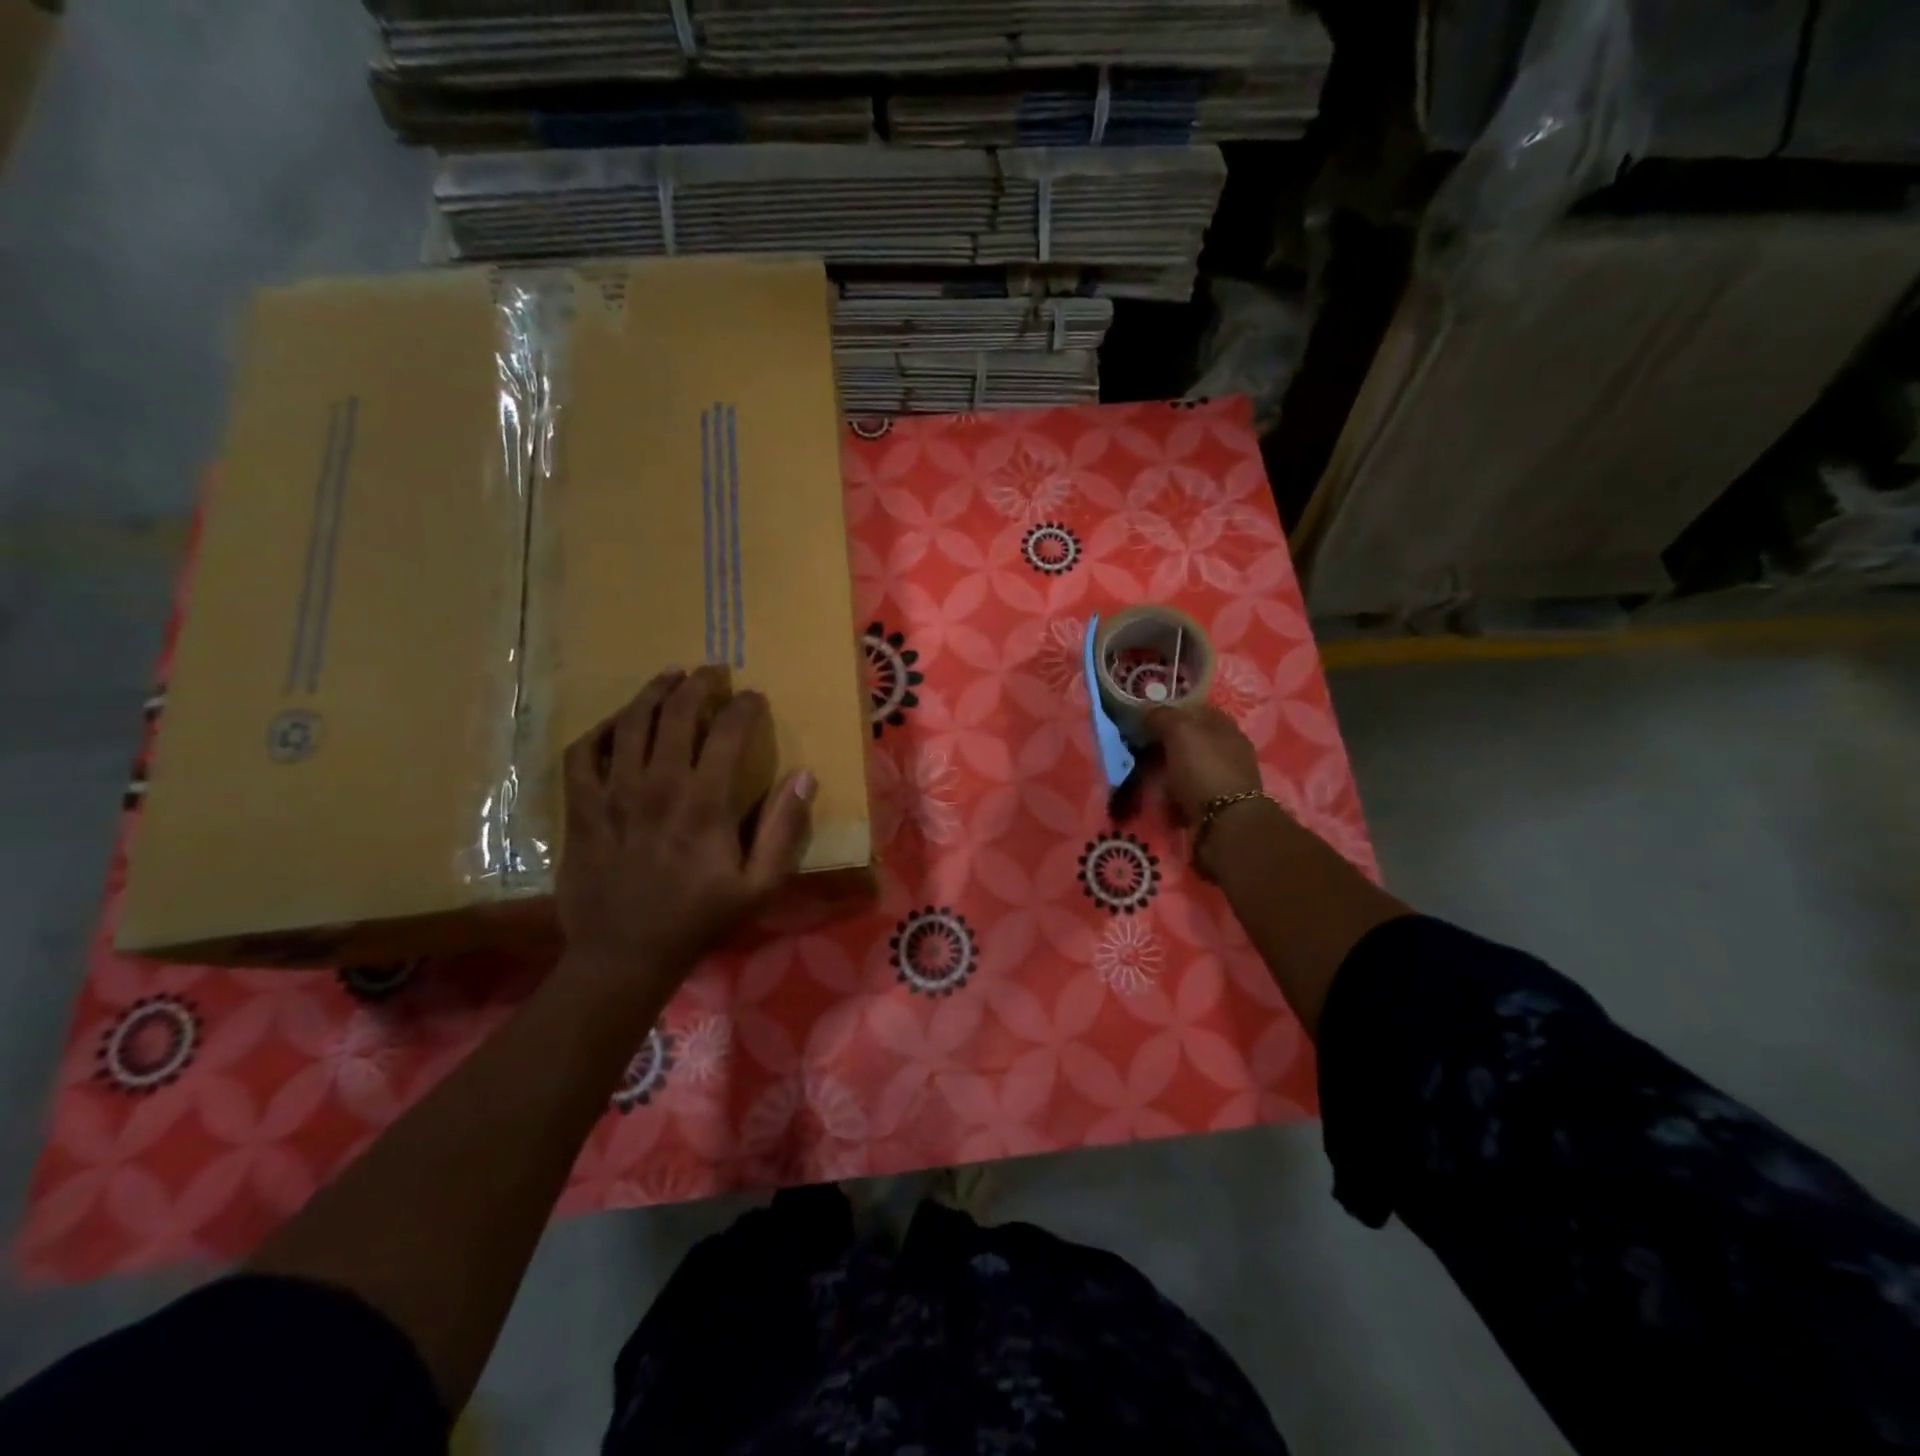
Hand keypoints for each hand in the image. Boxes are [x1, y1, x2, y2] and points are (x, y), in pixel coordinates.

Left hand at [557, 667, 814, 994]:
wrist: (624, 954)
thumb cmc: (699, 919)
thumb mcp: (759, 885)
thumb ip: (784, 829)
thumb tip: (803, 777)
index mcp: (704, 803)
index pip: (728, 732)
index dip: (744, 707)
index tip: (755, 698)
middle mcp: (657, 785)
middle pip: (676, 714)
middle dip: (699, 684)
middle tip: (713, 672)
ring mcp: (613, 794)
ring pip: (629, 723)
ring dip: (652, 692)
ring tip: (669, 677)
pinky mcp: (582, 808)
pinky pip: (582, 753)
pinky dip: (598, 731)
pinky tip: (615, 725)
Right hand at [1145, 703, 1263, 825]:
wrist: (1226, 823)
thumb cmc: (1204, 769)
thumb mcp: (1180, 731)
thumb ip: (1162, 716)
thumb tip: (1145, 710)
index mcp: (1224, 725)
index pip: (1193, 709)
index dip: (1168, 711)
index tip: (1142, 719)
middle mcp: (1227, 749)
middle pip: (1188, 740)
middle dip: (1162, 744)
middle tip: (1137, 750)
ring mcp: (1222, 777)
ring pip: (1185, 767)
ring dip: (1165, 772)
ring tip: (1143, 778)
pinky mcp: (1215, 804)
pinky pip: (1186, 793)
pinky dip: (1172, 795)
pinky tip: (1160, 799)